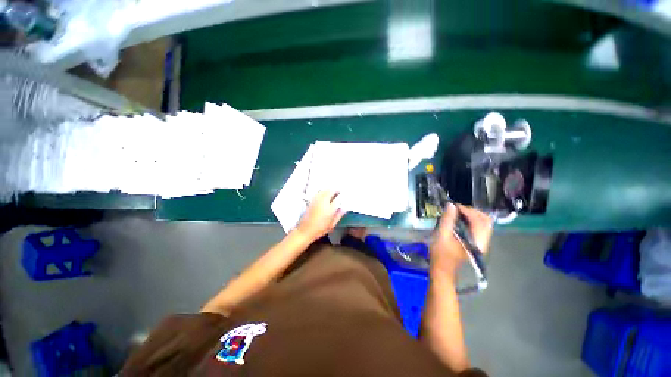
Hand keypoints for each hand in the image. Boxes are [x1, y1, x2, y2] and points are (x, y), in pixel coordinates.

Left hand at [296, 191, 346, 240]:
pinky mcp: (311, 200)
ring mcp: (316, 199)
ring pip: (325, 190)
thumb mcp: (332, 224)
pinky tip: (325, 197)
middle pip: (331, 190)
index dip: (342, 196)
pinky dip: (324, 192)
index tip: (344, 197)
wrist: (305, 230)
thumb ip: (339, 215)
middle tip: (339, 193)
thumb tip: (344, 208)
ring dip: (330, 190)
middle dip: (336, 190)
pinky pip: (319, 192)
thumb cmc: (320, 229)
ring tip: (333, 194)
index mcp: (329, 208)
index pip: (338, 198)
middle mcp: (323, 201)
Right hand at [430, 203, 492, 275]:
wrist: (442, 270)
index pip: (479, 220)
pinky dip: (471, 221)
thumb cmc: (440, 253)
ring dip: (472, 215)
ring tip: (457, 213)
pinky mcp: (475, 243)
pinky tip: (459, 220)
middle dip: (471, 211)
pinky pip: (478, 228)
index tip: (454, 206)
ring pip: (483, 224)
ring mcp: (480, 243)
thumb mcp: (441, 235)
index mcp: (476, 241)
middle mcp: (482, 241)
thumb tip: (451, 205)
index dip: (467, 210)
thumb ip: (447, 219)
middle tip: (457, 209)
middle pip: (485, 221)